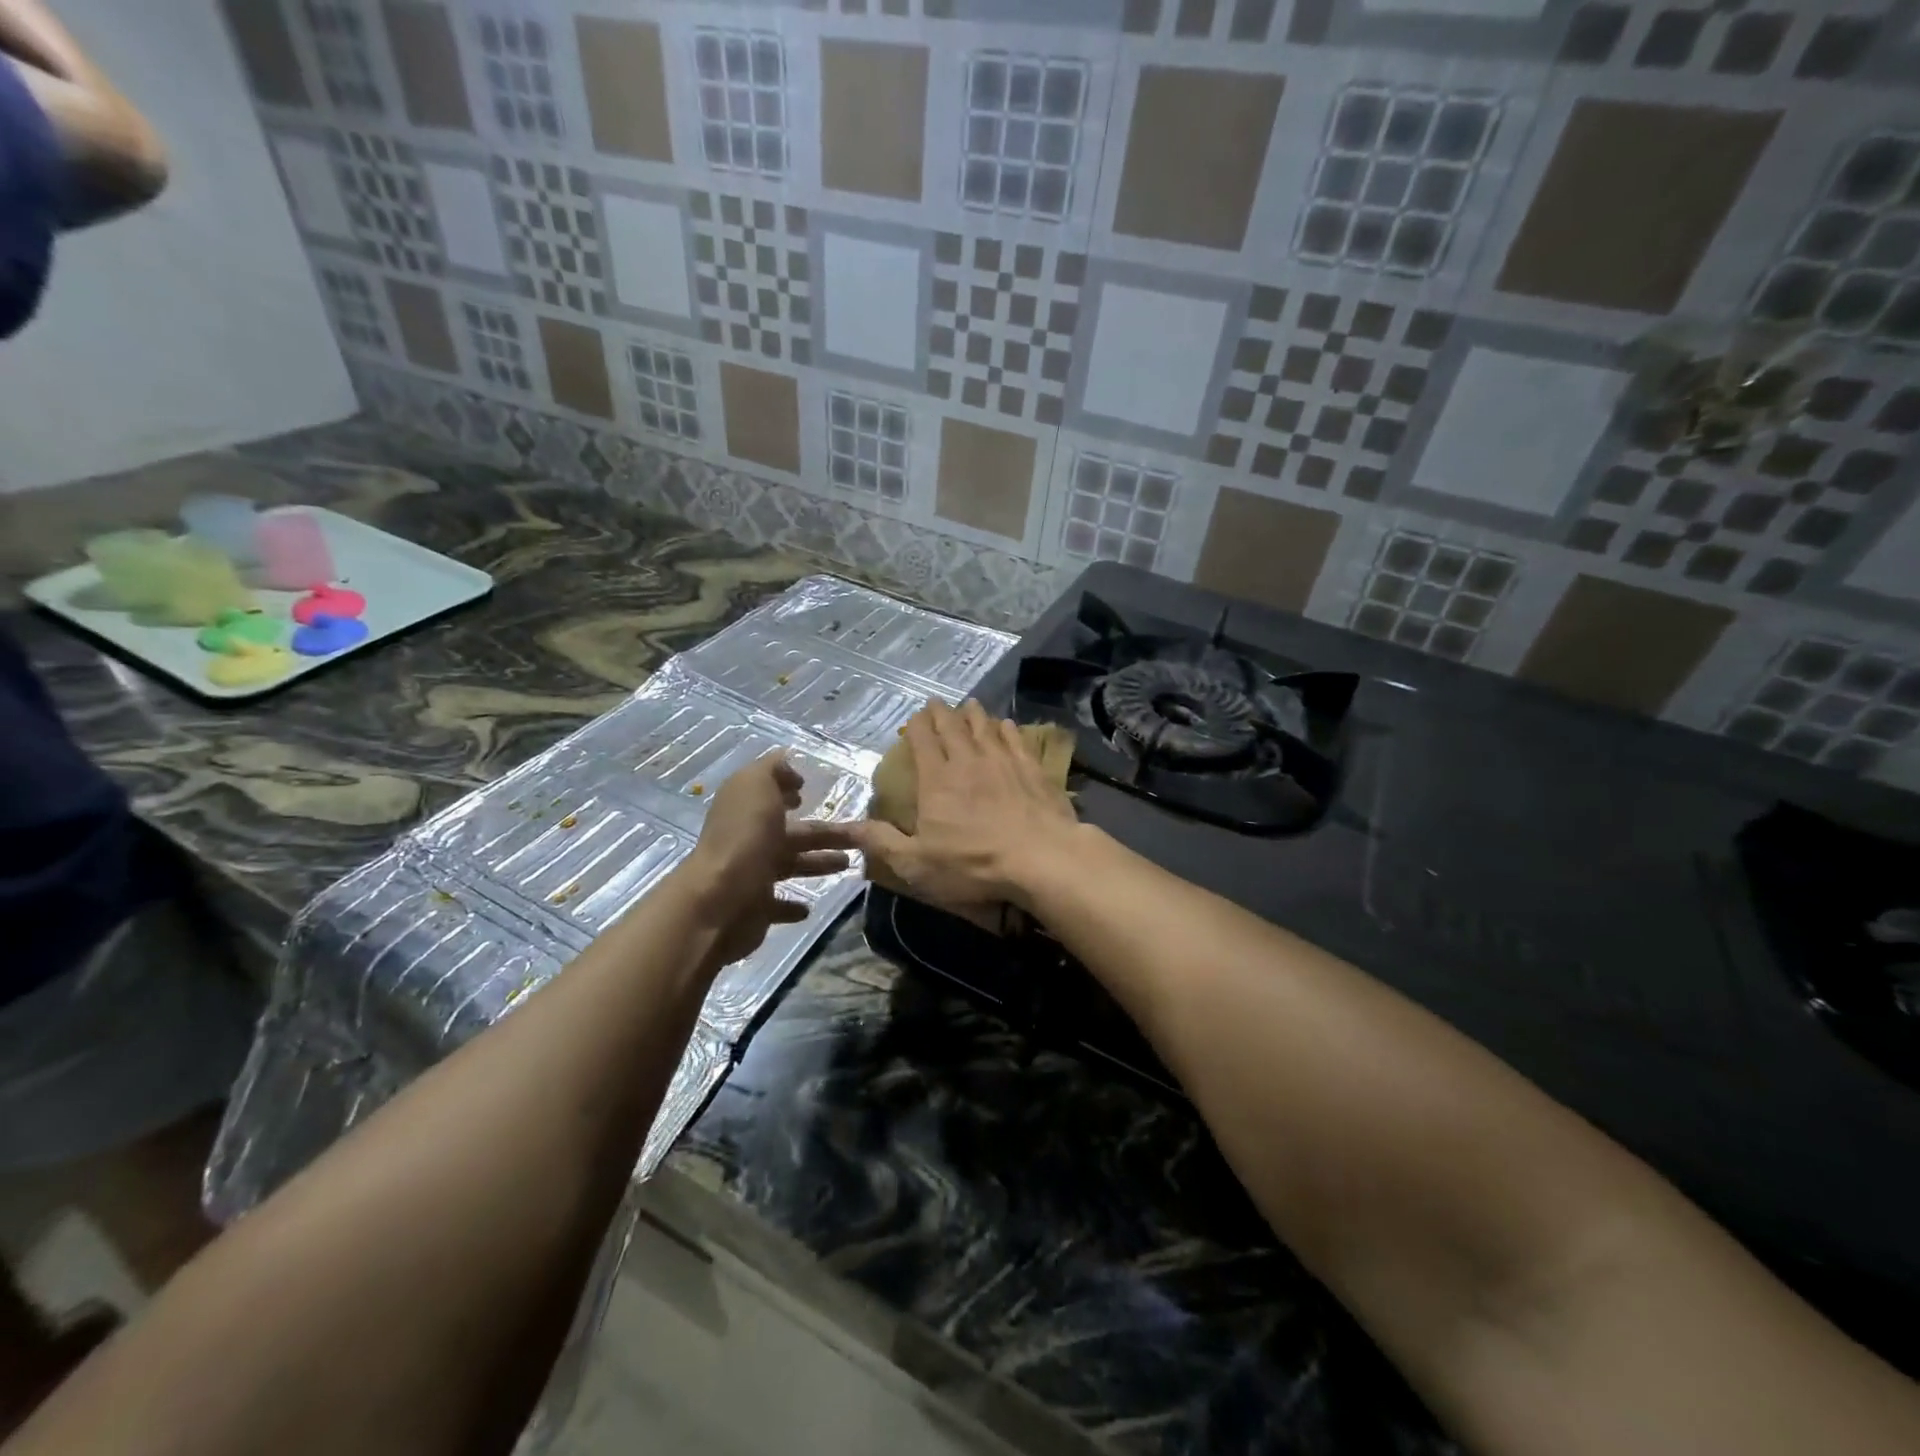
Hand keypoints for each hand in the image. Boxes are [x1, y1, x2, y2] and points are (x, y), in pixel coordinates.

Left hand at [677, 752, 855, 964]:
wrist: (720, 899)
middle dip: (825, 832)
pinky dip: (793, 905)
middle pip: (794, 833)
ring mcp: (751, 875)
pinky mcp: (757, 909)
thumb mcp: (756, 785)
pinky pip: (778, 905)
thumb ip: (772, 770)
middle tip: (859, 835)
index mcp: (747, 809)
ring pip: (792, 865)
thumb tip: (787, 765)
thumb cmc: (744, 837)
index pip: (769, 795)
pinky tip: (809, 906)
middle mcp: (748, 840)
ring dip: (818, 863)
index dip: (786, 790)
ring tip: (848, 864)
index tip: (807, 790)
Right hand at [849, 700, 1079, 911]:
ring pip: (985, 728)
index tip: (915, 716)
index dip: (917, 726)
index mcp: (937, 781)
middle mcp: (968, 762)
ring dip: (975, 715)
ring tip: (970, 704)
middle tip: (937, 702)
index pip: (923, 742)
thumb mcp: (917, 863)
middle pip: (953, 728)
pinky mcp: (1032, 770)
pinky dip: (1008, 730)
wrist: (1041, 858)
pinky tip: (1007, 725)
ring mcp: (1004, 762)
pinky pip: (1017, 741)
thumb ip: (882, 842)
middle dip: (942, 714)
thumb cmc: (974, 864)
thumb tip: (847, 826)